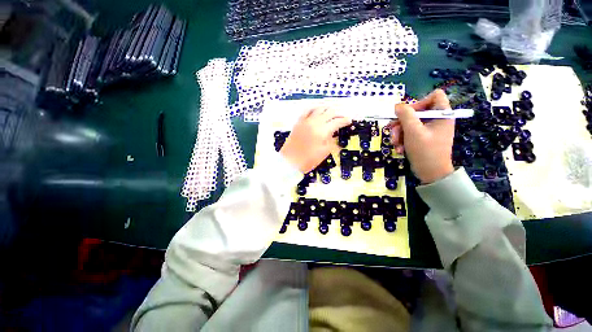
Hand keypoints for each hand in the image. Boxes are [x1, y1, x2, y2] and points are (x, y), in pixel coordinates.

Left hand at [281, 107, 351, 173]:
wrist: (289, 161)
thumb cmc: (308, 160)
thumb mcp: (324, 153)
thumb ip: (331, 141)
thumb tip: (335, 134)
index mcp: (322, 132)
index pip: (337, 122)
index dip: (345, 120)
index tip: (349, 121)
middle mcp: (314, 123)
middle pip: (329, 112)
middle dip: (338, 113)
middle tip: (343, 117)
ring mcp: (305, 121)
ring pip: (319, 109)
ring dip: (327, 109)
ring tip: (332, 112)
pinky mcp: (298, 122)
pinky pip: (307, 111)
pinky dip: (314, 108)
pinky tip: (317, 110)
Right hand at [387, 89, 454, 183]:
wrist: (431, 173)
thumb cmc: (425, 151)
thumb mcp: (413, 131)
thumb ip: (405, 115)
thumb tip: (397, 105)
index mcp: (442, 114)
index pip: (434, 96)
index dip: (419, 102)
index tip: (406, 114)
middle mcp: (437, 120)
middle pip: (416, 112)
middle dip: (401, 123)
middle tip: (392, 131)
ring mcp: (429, 130)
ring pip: (409, 124)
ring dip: (399, 134)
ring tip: (395, 144)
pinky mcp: (423, 138)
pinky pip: (409, 133)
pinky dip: (402, 140)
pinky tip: (399, 149)